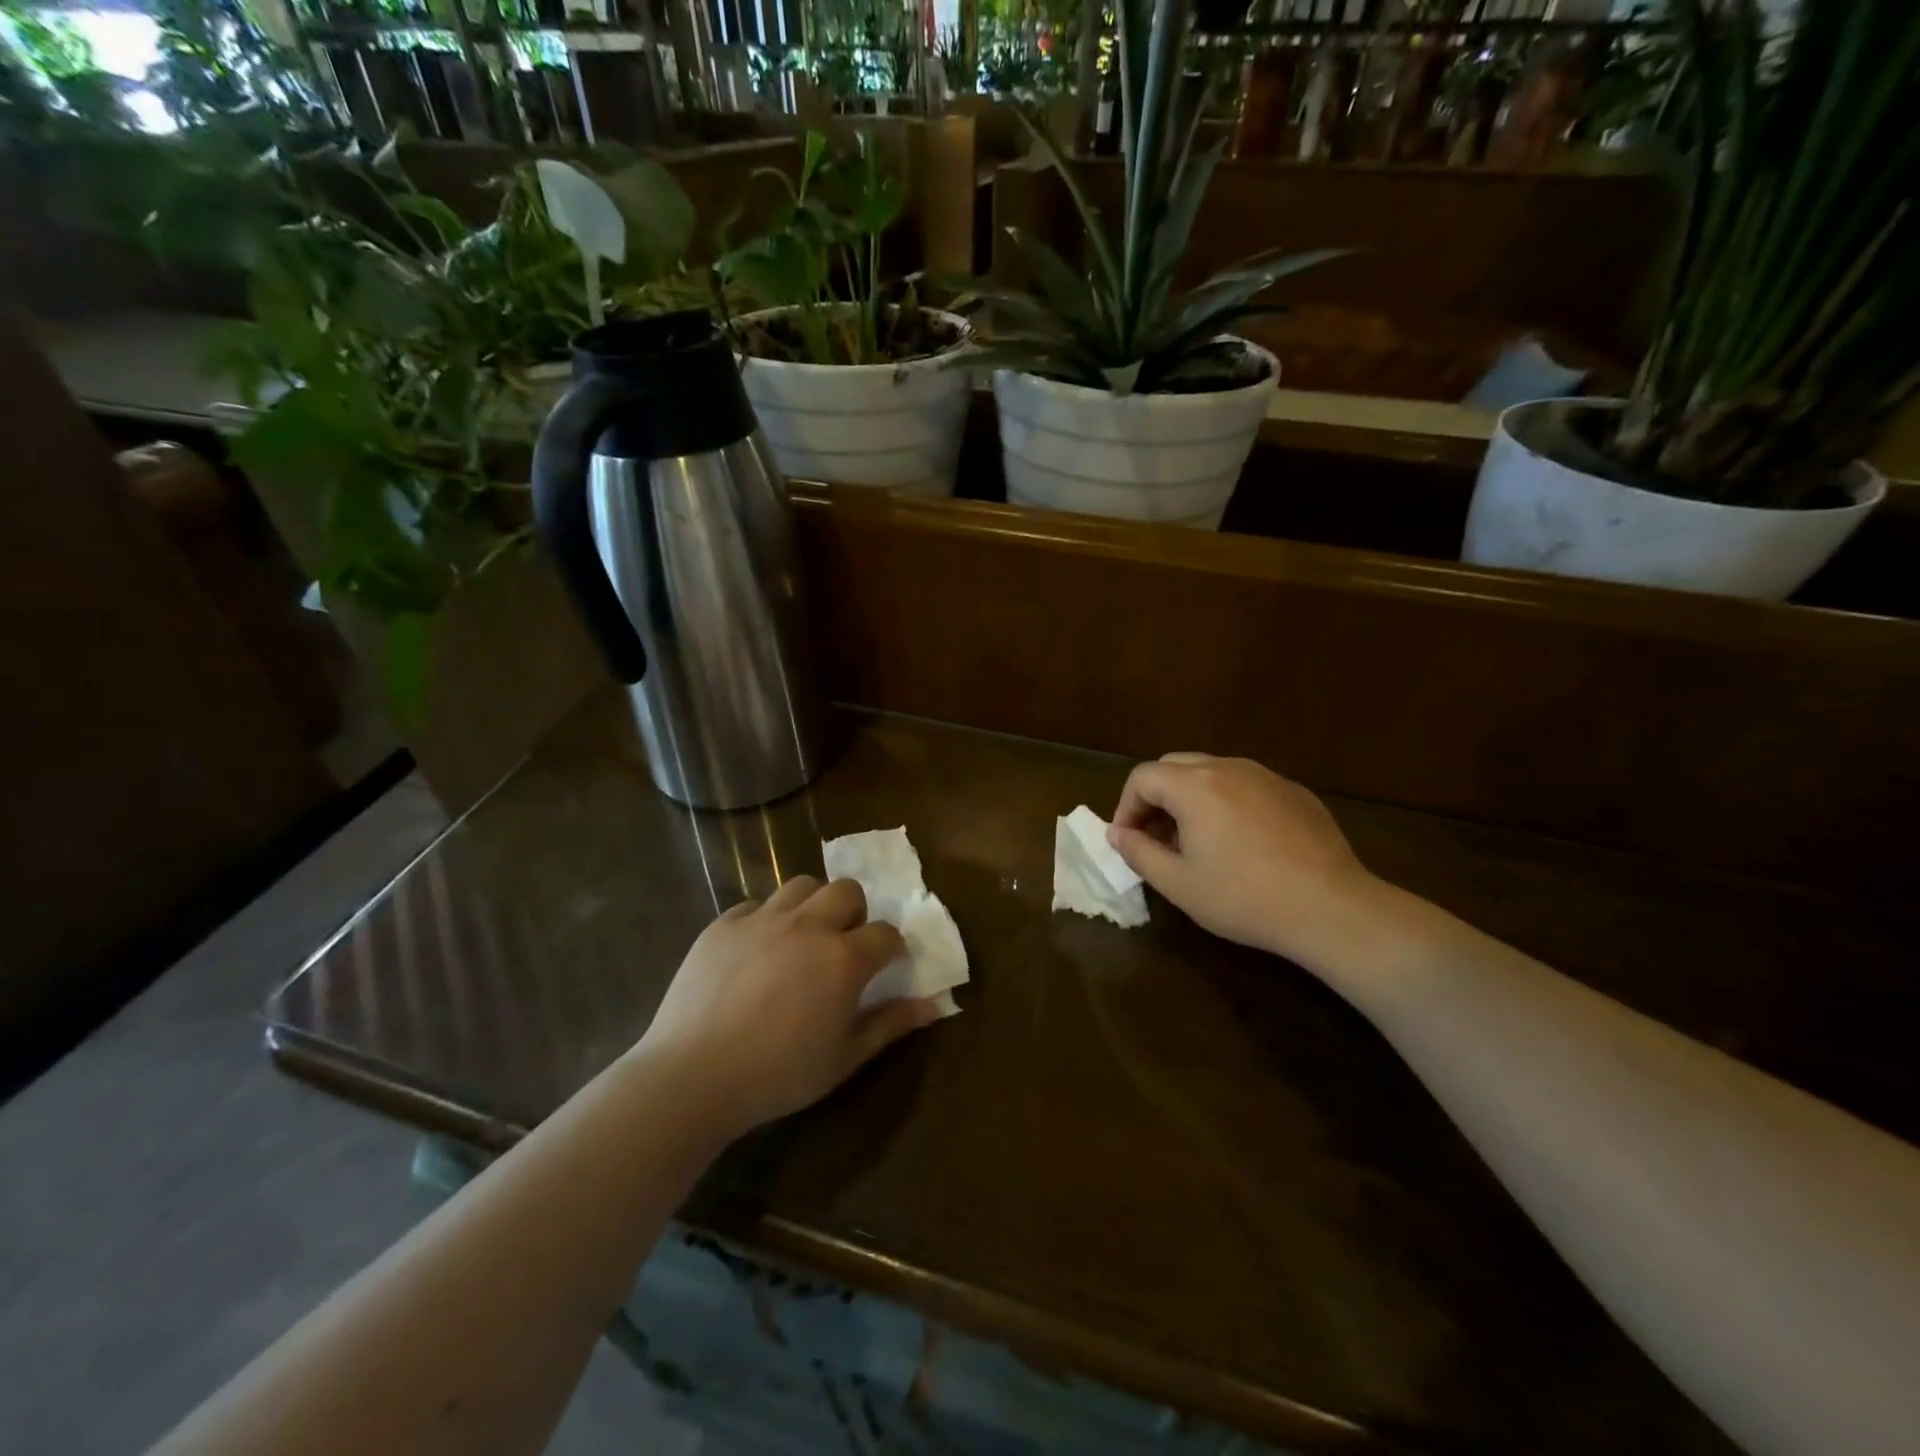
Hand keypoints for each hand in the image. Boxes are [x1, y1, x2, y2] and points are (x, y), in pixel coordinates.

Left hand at [637, 877, 941, 1138]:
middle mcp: (808, 925)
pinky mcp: (724, 923)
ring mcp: (762, 919)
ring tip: (802, 937)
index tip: (883, 966)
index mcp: (843, 958)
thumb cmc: (778, 1074)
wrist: (692, 1075)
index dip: (890, 948)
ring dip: (812, 905)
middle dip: (854, 912)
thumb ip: (890, 1024)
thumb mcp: (844, 1058)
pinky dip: (766, 919)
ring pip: (802, 885)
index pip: (886, 933)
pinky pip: (756, 904)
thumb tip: (934, 1005)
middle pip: (847, 891)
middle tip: (841, 945)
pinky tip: (757, 950)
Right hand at [1108, 753, 1385, 973]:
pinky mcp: (1294, 791)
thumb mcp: (1178, 884)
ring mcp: (1266, 776)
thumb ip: (1138, 852)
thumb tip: (1117, 833)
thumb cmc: (1244, 898)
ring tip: (1197, 840)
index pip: (1142, 777)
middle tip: (1157, 837)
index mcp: (1194, 786)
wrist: (1331, 908)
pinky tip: (1241, 842)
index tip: (1130, 841)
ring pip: (1211, 771)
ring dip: (1191, 797)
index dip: (1126, 807)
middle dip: (1156, 797)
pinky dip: (1227, 802)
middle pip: (1174, 766)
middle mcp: (1228, 768)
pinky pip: (1246, 785)